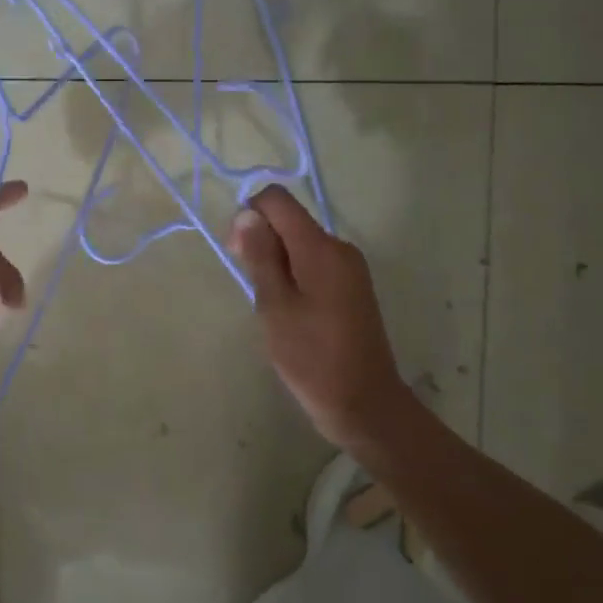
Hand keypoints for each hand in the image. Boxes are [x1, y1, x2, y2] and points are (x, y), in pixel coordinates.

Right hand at [228, 185, 412, 451]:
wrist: (364, 403)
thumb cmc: (312, 357)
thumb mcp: (275, 306)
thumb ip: (260, 256)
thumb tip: (248, 214)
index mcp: (321, 248)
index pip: (278, 200)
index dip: (250, 214)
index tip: (238, 252)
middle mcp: (340, 248)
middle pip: (290, 221)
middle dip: (262, 241)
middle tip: (252, 287)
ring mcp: (350, 268)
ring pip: (300, 245)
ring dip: (276, 263)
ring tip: (271, 307)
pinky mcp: (352, 288)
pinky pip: (314, 264)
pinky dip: (294, 276)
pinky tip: (290, 312)